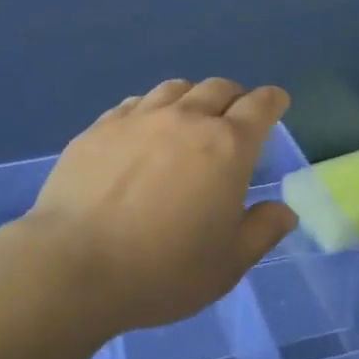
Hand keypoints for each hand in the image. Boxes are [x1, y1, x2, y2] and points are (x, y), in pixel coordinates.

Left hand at [24, 78, 298, 331]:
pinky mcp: (99, 128)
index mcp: (226, 146)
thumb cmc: (163, 270)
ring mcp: (138, 119)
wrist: (75, 265)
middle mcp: (185, 119)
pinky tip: (143, 129)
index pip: (259, 106)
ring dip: (191, 97)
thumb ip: (262, 231)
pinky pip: (134, 104)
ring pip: (174, 89)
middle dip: (234, 97)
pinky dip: (150, 109)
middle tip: (234, 116)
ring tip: (189, 117)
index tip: (277, 103)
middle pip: (218, 88)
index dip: (273, 101)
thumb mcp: (227, 264)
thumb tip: (284, 210)